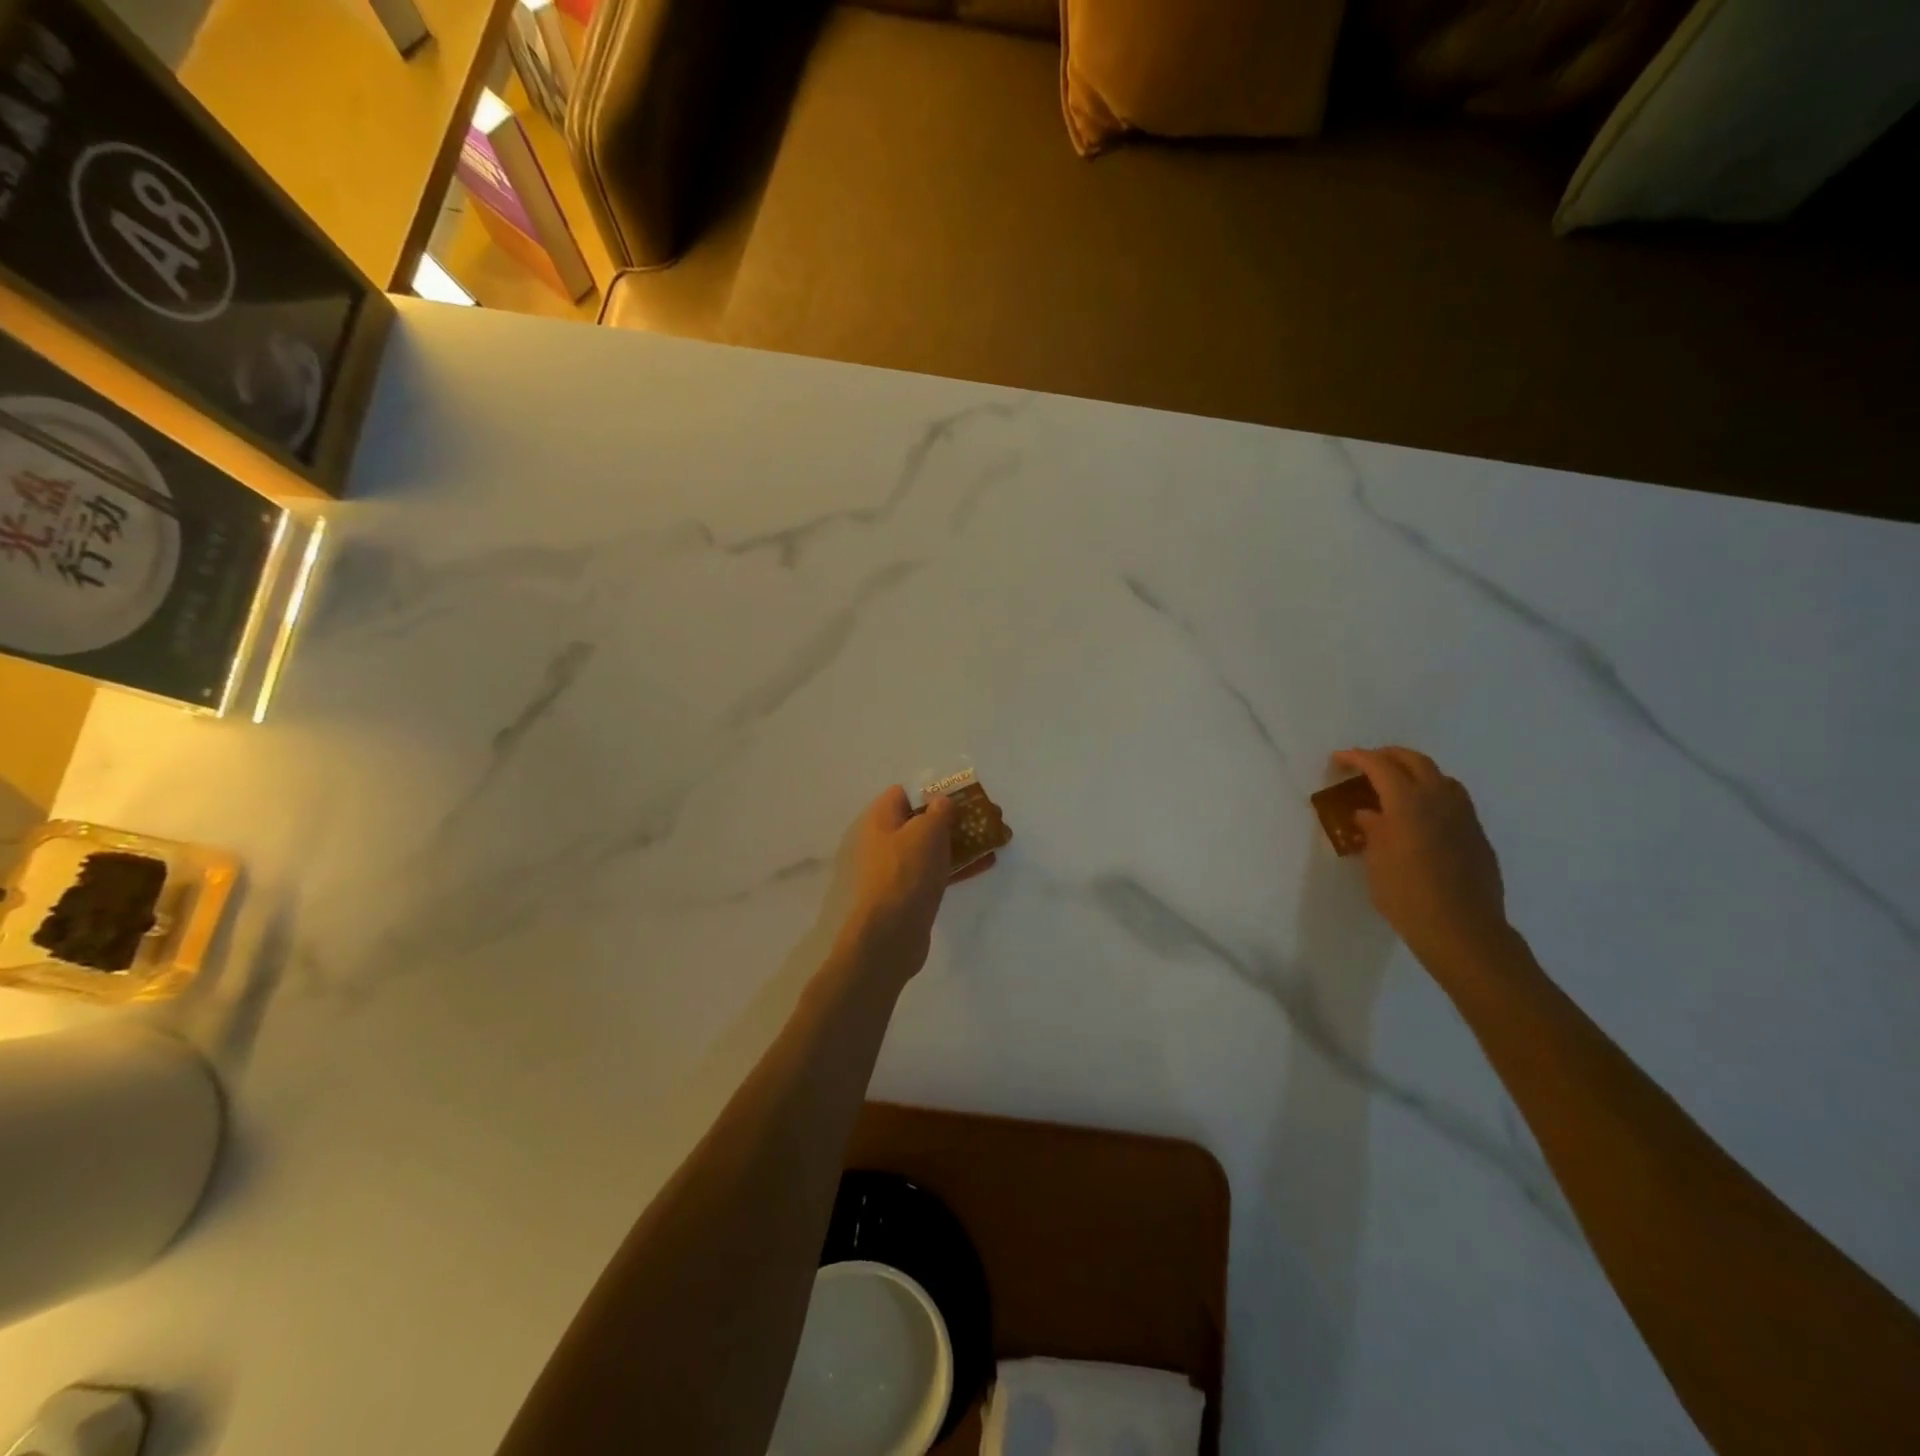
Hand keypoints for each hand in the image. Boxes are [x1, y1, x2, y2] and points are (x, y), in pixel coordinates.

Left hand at [834, 787, 990, 986]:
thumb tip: (942, 803)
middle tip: (988, 815)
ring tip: (996, 837)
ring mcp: (900, 868)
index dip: (932, 789)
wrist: (892, 933)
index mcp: (882, 819)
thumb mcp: (926, 831)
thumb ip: (939, 811)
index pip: (904, 793)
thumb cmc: (906, 871)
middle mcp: (887, 841)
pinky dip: (961, 865)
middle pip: (924, 820)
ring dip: (964, 840)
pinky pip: (940, 870)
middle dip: (956, 816)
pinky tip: (988, 862)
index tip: (961, 793)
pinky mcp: (914, 892)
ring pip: (935, 846)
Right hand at [1332, 747, 1508, 964]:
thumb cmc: (1407, 894)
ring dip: (1414, 772)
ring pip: (1439, 777)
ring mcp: (1463, 816)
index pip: (1380, 766)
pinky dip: (1432, 793)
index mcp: (1408, 803)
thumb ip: (1373, 829)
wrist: (1461, 929)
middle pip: (1414, 761)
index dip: (1357, 758)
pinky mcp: (1476, 834)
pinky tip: (1421, 814)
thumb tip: (1368, 813)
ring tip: (1395, 785)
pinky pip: (1453, 799)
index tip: (1338, 758)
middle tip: (1366, 764)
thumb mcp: (1376, 861)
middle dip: (1387, 756)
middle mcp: (1439, 800)